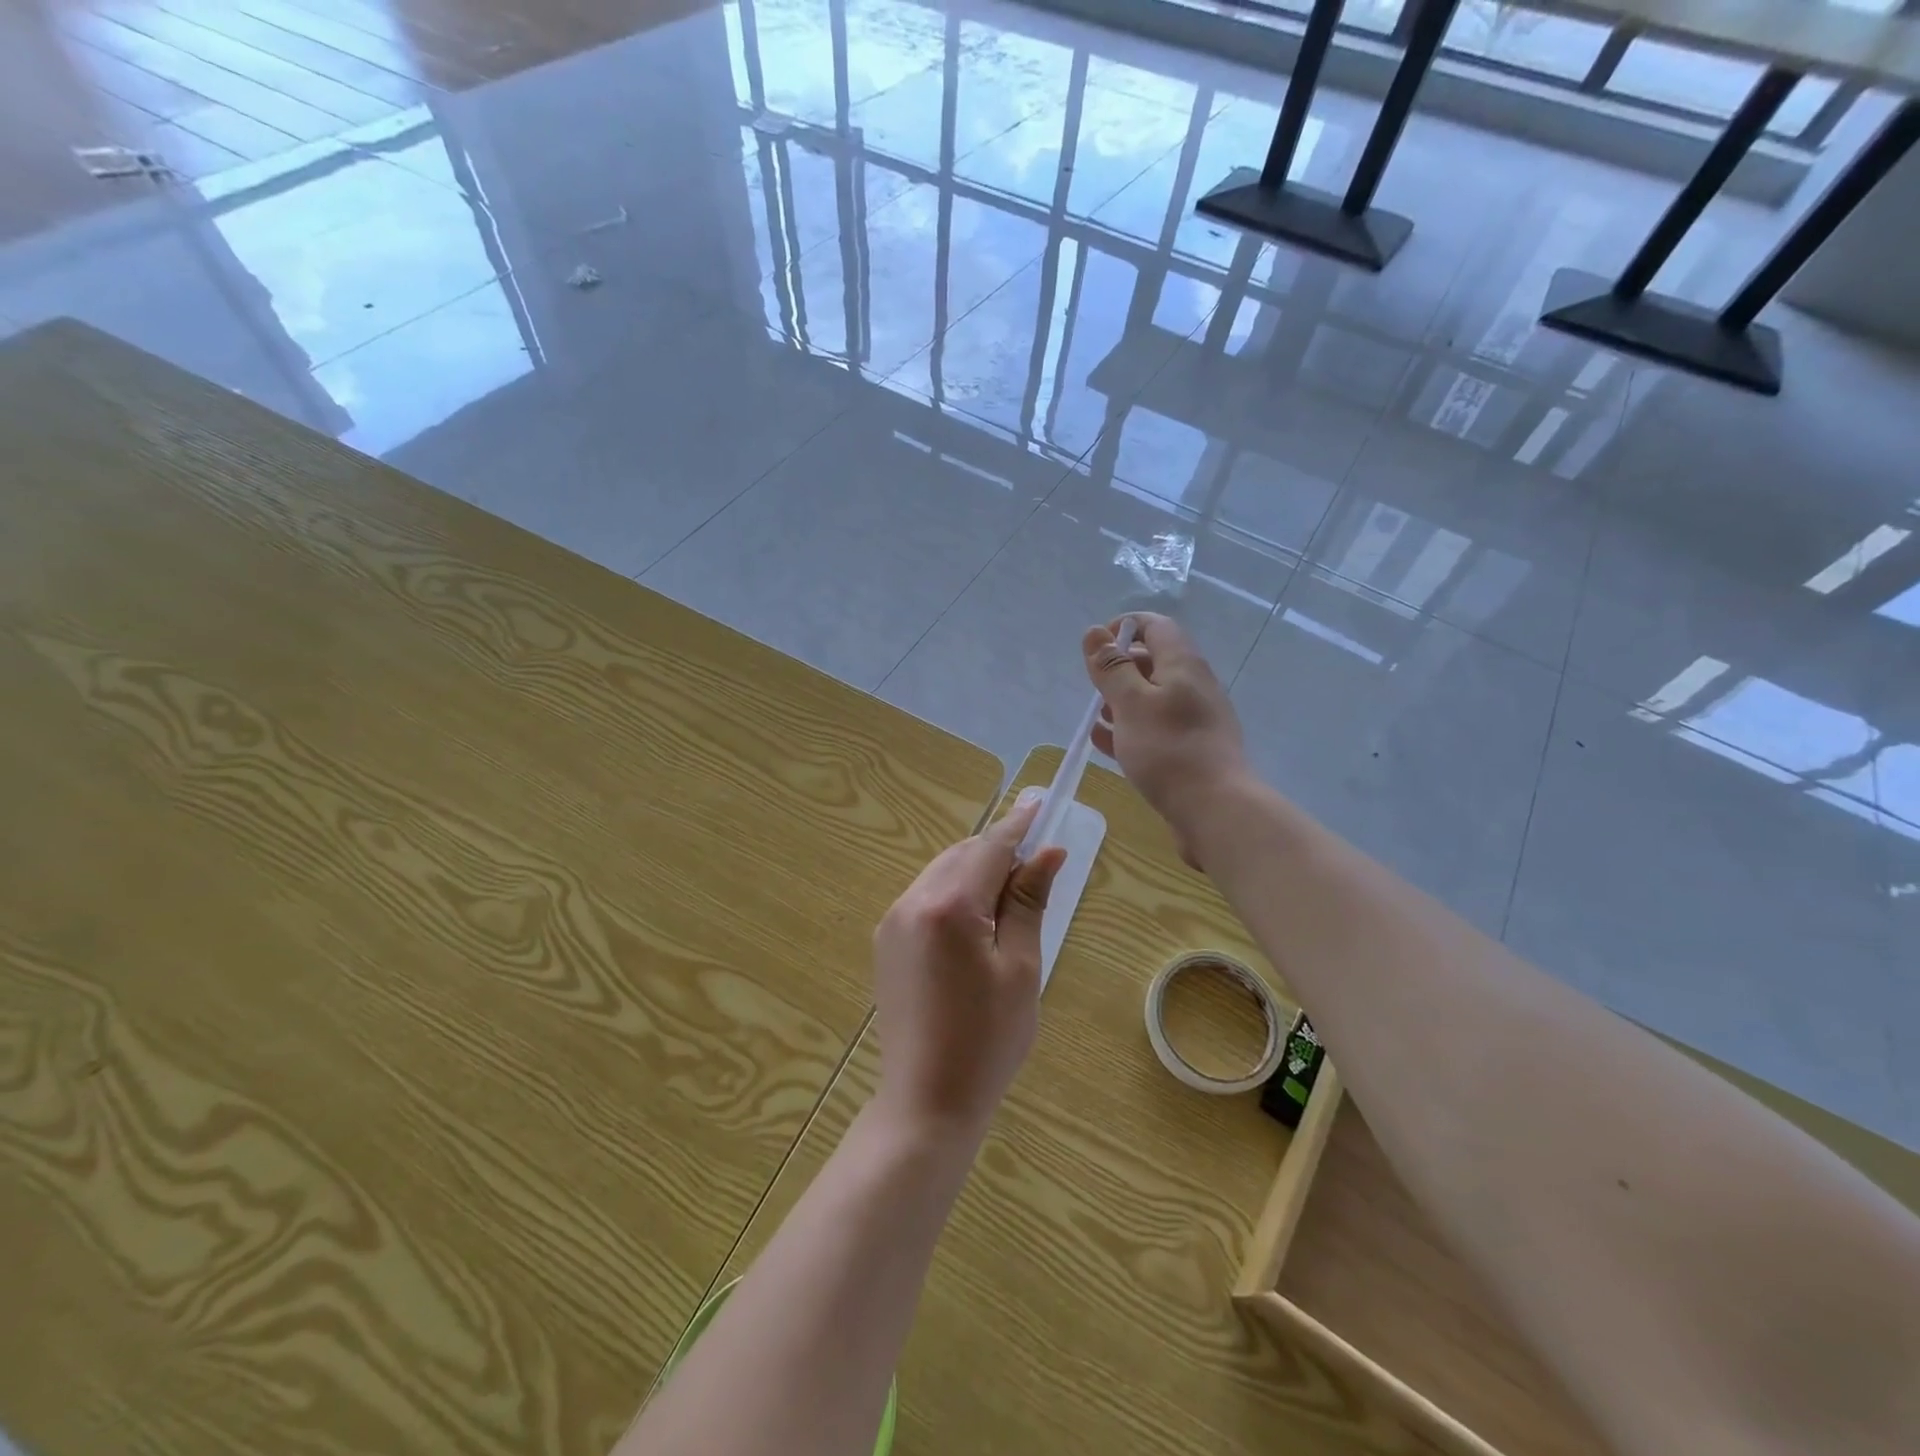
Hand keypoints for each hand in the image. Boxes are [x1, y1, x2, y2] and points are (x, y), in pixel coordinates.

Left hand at [871, 794, 1066, 1139]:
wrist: (926, 1101)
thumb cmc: (988, 1039)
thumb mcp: (1021, 967)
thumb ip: (1029, 902)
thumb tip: (1048, 852)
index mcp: (950, 905)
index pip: (990, 847)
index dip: (1018, 824)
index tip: (1040, 804)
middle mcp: (912, 901)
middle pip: (962, 854)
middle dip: (998, 849)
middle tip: (1035, 861)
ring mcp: (892, 921)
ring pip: (941, 872)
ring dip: (975, 870)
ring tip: (1010, 894)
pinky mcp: (885, 941)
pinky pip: (924, 897)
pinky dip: (954, 892)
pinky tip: (975, 919)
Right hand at [1084, 613, 1248, 865]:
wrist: (1215, 809)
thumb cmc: (1168, 750)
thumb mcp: (1131, 703)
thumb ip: (1111, 668)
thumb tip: (1095, 632)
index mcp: (1183, 665)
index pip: (1155, 626)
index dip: (1124, 627)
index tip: (1096, 648)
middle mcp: (1193, 685)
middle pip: (1154, 661)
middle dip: (1119, 669)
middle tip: (1094, 688)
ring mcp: (1195, 719)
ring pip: (1152, 698)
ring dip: (1122, 702)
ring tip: (1095, 718)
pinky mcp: (1190, 749)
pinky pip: (1155, 728)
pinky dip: (1130, 728)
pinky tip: (1105, 742)